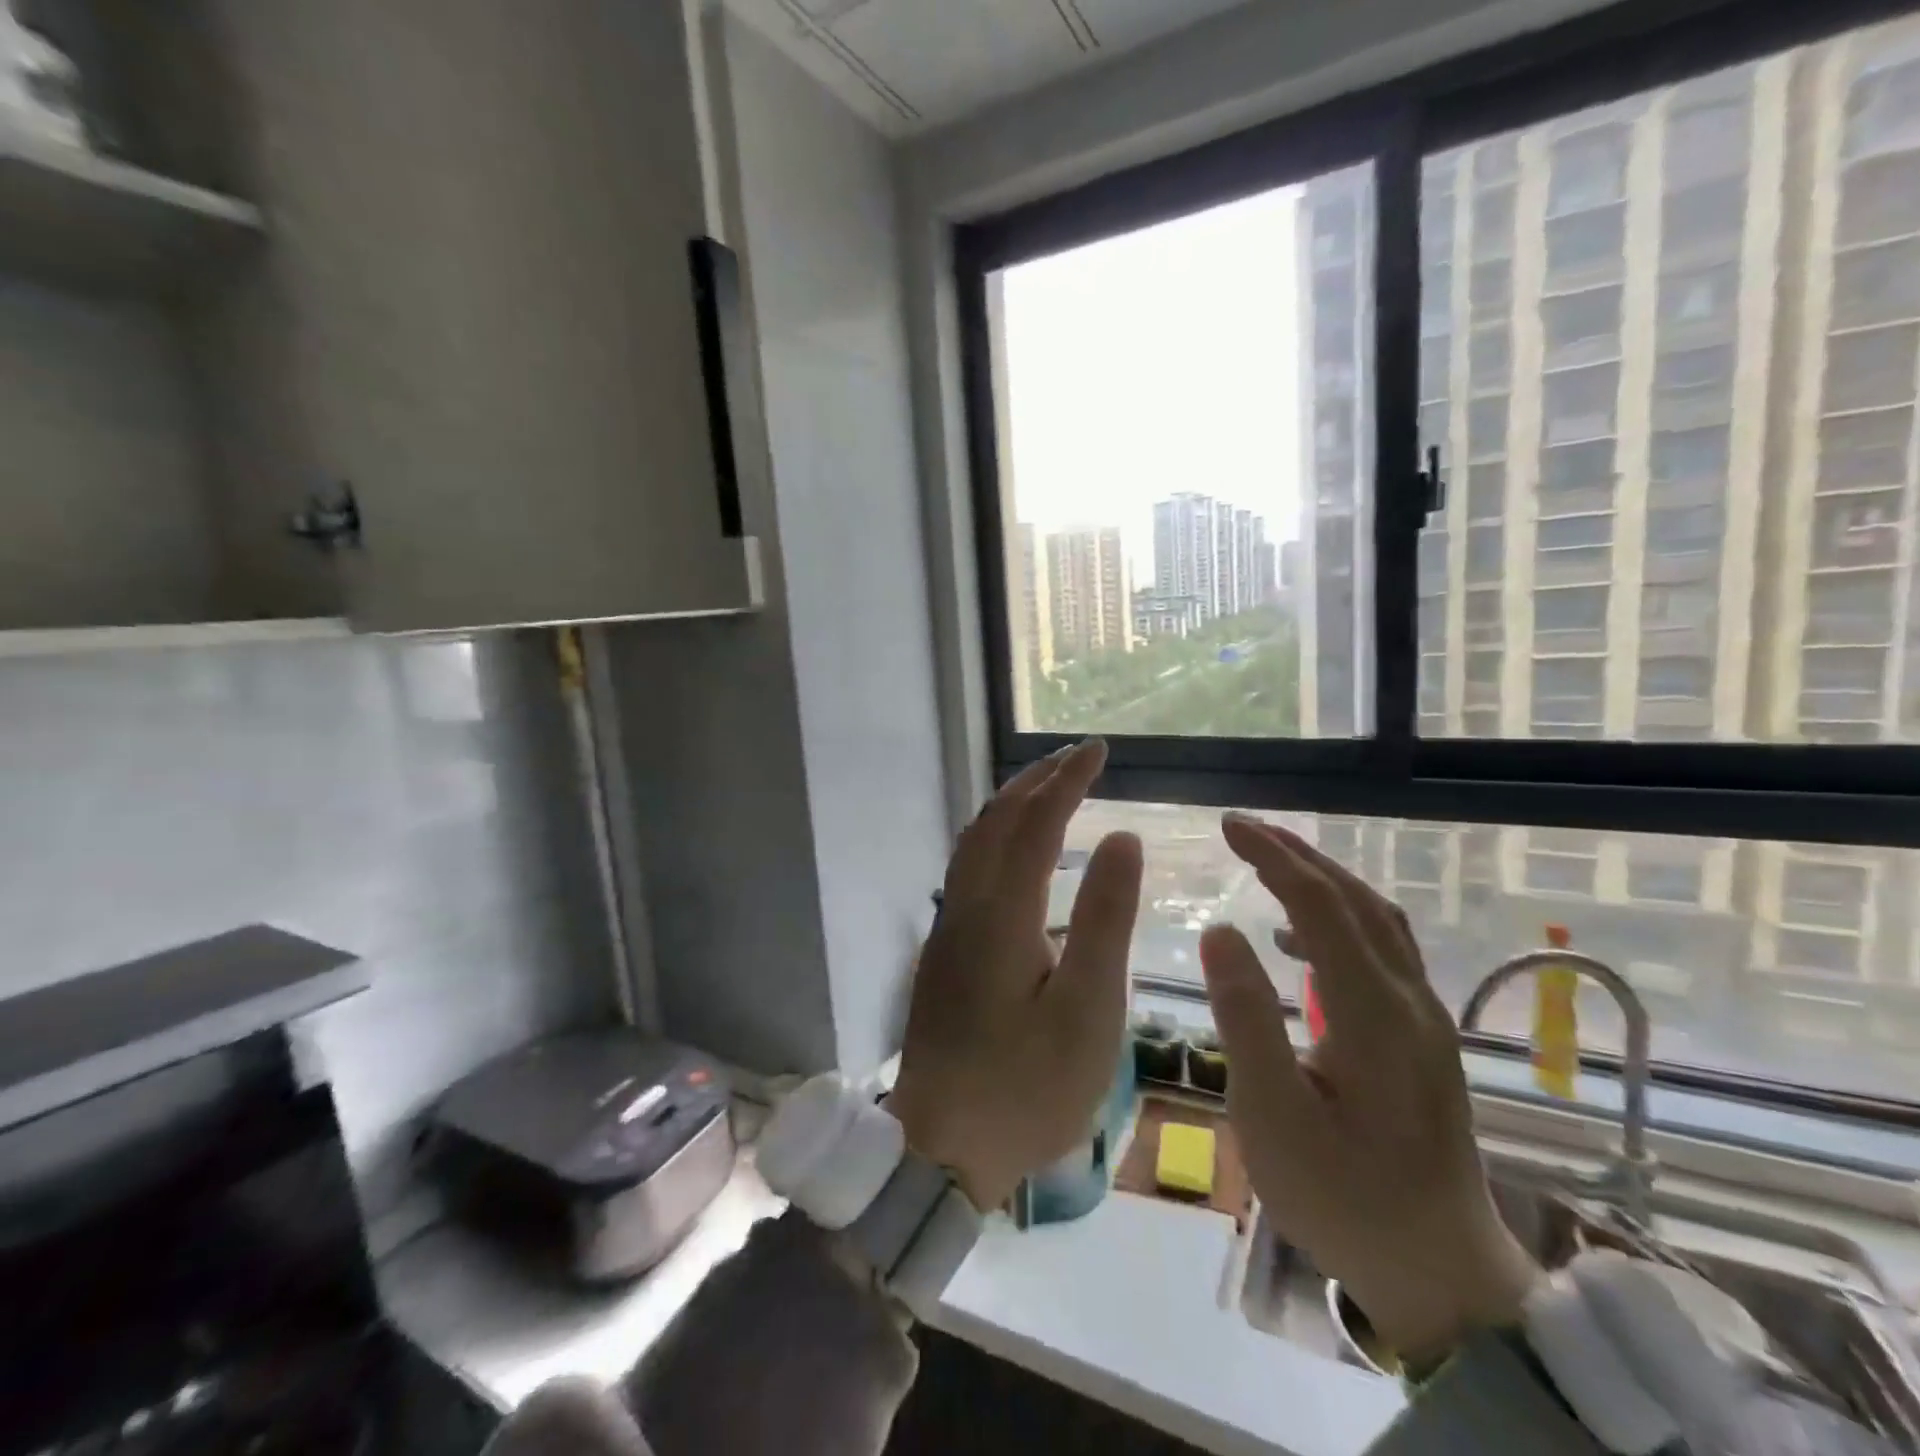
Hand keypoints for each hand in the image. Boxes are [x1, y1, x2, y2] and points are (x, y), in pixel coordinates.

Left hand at [887, 741, 1141, 1210]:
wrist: (940, 1145)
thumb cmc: (1027, 1087)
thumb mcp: (1088, 1010)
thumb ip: (1105, 919)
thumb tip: (1122, 839)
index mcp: (1001, 914)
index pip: (1036, 823)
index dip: (1068, 781)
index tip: (1099, 751)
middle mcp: (965, 906)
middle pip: (995, 821)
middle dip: (1036, 781)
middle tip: (1076, 757)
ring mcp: (946, 928)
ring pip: (973, 842)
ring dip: (1010, 805)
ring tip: (1046, 788)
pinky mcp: (942, 950)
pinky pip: (966, 868)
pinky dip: (994, 837)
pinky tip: (1013, 850)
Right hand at [1201, 813, 1538, 1366]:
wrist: (1441, 1274)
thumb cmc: (1343, 1197)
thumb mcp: (1273, 1115)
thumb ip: (1246, 1018)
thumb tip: (1220, 930)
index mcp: (1374, 1013)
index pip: (1320, 905)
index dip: (1272, 857)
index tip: (1228, 825)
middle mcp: (1409, 1001)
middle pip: (1357, 900)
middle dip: (1298, 855)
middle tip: (1243, 829)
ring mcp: (1424, 1019)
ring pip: (1378, 921)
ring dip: (1323, 881)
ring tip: (1268, 865)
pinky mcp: (1423, 1039)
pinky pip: (1382, 951)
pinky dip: (1338, 921)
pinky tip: (1297, 940)